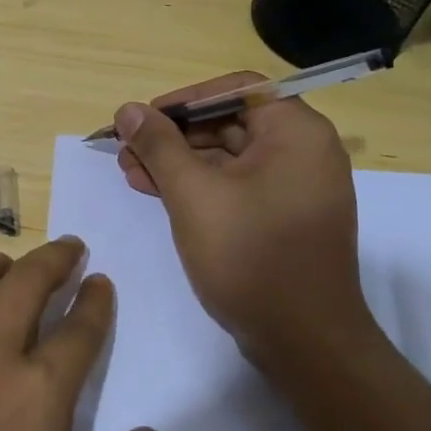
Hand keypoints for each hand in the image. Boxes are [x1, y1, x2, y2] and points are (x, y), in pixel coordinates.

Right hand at [114, 73, 370, 369]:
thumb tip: (129, 109)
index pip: (236, 90)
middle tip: (127, 150)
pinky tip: (157, 193)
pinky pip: (236, 185)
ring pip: (228, 157)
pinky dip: (198, 186)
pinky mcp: (282, 218)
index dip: (185, 99)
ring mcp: (294, 187)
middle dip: (173, 135)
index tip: (144, 119)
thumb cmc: (250, 255)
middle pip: (229, 122)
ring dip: (178, 162)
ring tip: (131, 173)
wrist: (303, 341)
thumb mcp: (193, 193)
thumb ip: (159, 145)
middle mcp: (303, 152)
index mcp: (296, 133)